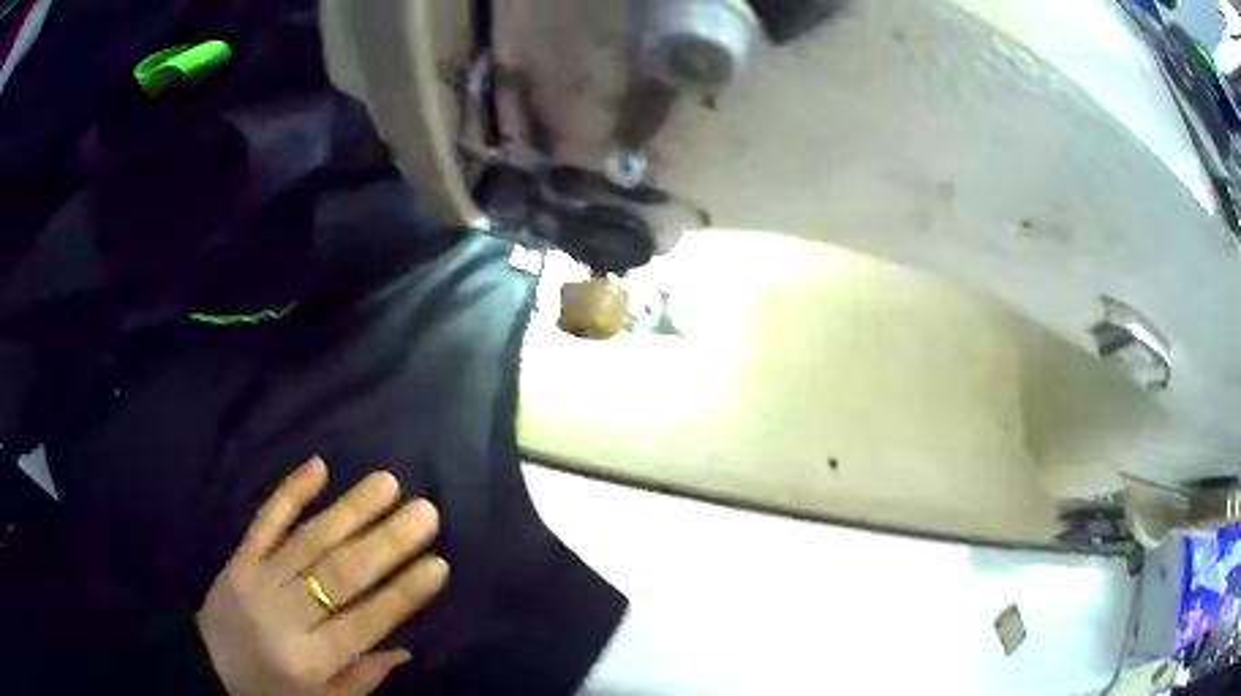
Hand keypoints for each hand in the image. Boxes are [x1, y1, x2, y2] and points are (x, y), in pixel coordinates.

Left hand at [197, 457, 447, 694]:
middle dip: (386, 542)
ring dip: (349, 509)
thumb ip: (363, 678)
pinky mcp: (238, 557)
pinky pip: (264, 520)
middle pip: (339, 575)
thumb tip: (405, 648)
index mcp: (310, 659)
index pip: (364, 622)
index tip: (439, 564)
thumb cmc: (274, 692)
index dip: (402, 594)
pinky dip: (290, 492)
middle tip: (425, 511)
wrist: (207, 669)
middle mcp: (285, 615)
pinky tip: (318, 466)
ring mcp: (257, 579)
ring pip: (308, 540)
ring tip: (387, 482)